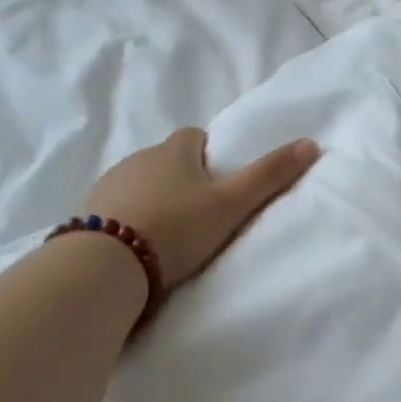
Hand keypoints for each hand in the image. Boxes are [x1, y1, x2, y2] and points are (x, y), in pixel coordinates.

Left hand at [86, 129, 319, 287]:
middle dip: (183, 178)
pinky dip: (131, 218)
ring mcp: (110, 184)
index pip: (196, 137)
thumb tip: (311, 144)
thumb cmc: (178, 227)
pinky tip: (141, 244)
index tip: (221, 182)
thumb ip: (269, 176)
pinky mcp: (89, 212)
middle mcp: (139, 157)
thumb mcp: (231, 204)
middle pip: (168, 159)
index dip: (210, 155)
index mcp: (174, 150)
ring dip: (156, 198)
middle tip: (203, 213)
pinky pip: (118, 207)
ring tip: (172, 233)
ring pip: (141, 182)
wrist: (109, 264)